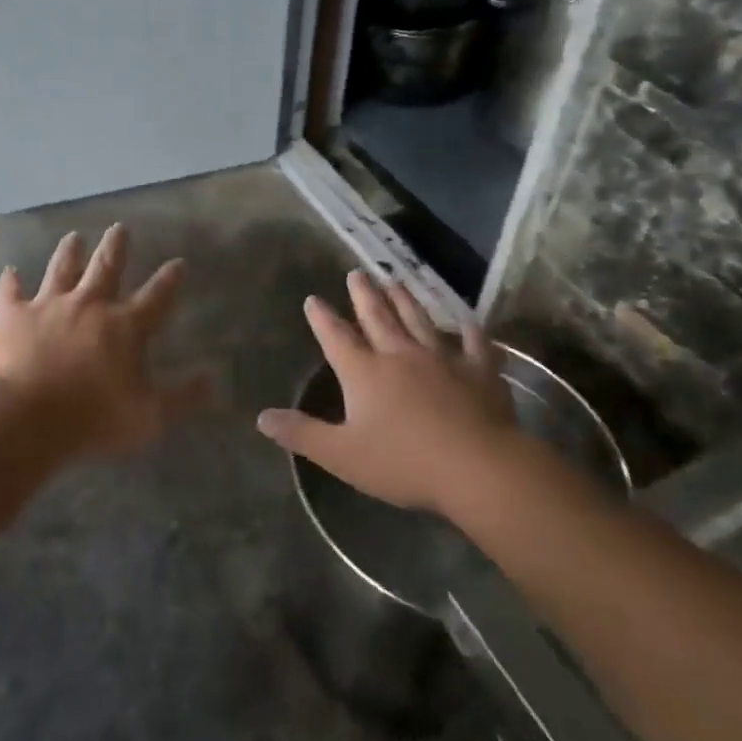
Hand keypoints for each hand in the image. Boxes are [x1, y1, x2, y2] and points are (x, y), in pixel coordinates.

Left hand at [0, 224, 211, 460]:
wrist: (24, 418)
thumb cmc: (92, 419)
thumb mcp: (149, 417)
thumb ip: (182, 398)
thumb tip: (212, 379)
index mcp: (125, 326)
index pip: (156, 296)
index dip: (170, 279)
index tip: (179, 263)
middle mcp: (89, 305)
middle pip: (106, 267)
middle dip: (116, 246)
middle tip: (119, 227)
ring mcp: (48, 306)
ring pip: (61, 269)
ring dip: (69, 252)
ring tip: (74, 237)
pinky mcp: (12, 316)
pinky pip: (10, 292)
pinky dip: (10, 281)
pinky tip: (9, 271)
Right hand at [256, 271, 545, 515]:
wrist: (476, 467)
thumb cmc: (403, 462)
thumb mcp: (342, 455)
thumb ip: (302, 434)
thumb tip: (262, 417)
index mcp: (364, 372)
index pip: (336, 337)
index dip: (322, 318)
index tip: (313, 299)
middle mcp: (400, 355)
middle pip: (378, 317)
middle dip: (364, 295)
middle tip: (357, 272)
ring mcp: (442, 359)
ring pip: (419, 320)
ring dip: (406, 300)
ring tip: (396, 281)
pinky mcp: (479, 371)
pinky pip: (474, 344)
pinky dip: (469, 331)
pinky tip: (467, 321)